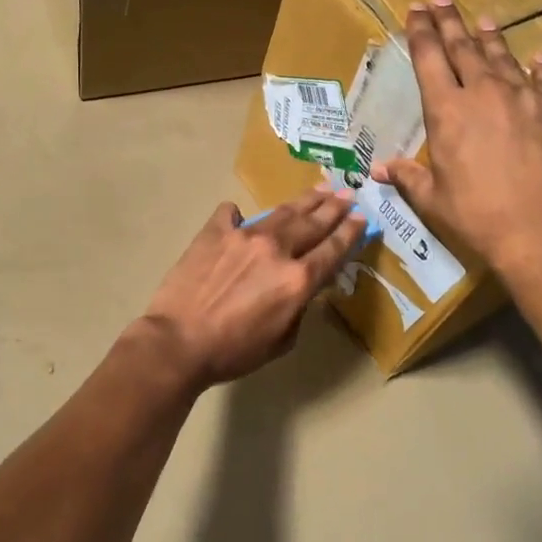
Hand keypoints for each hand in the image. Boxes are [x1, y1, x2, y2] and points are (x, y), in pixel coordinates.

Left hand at [141, 186, 367, 387]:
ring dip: (304, 200)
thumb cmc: (233, 352)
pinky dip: (239, 214)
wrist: (178, 342)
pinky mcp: (214, 232)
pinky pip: (231, 214)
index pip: (333, 249)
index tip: (362, 218)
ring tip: (320, 189)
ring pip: (281, 212)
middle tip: (349, 194)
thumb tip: (302, 286)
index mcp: (298, 279)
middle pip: (313, 222)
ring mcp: (244, 236)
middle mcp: (277, 249)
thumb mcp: (282, 340)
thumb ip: (299, 307)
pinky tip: (240, 215)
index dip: (351, 232)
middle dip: (334, 207)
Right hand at [371, 0, 541, 272]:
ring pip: (504, 58)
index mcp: (447, 111)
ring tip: (483, 20)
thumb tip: (379, 169)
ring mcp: (526, 99)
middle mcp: (484, 93)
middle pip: (464, 47)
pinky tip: (538, 59)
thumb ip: (407, 177)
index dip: (421, 32)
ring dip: (491, 38)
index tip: (415, 10)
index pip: (429, 59)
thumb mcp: (433, 199)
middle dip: (449, 21)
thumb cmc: (477, 216)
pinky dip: (539, 69)